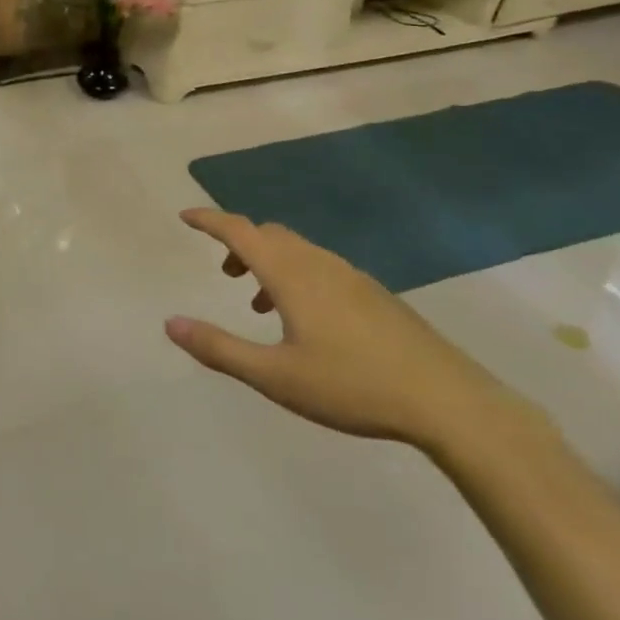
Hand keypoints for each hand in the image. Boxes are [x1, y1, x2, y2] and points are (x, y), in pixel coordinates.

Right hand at [167, 208, 545, 455]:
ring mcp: (352, 278)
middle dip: (239, 244)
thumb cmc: (352, 386)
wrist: (449, 402)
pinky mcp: (375, 296)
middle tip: (223, 273)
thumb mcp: (274, 376)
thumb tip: (170, 323)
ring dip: (268, 262)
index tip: (184, 216)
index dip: (209, 221)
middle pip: (269, 235)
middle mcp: (320, 265)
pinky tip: (305, 322)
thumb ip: (219, 348)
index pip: (240, 231)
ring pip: (297, 251)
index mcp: (291, 275)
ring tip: (258, 304)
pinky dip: (296, 277)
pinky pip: (320, 268)